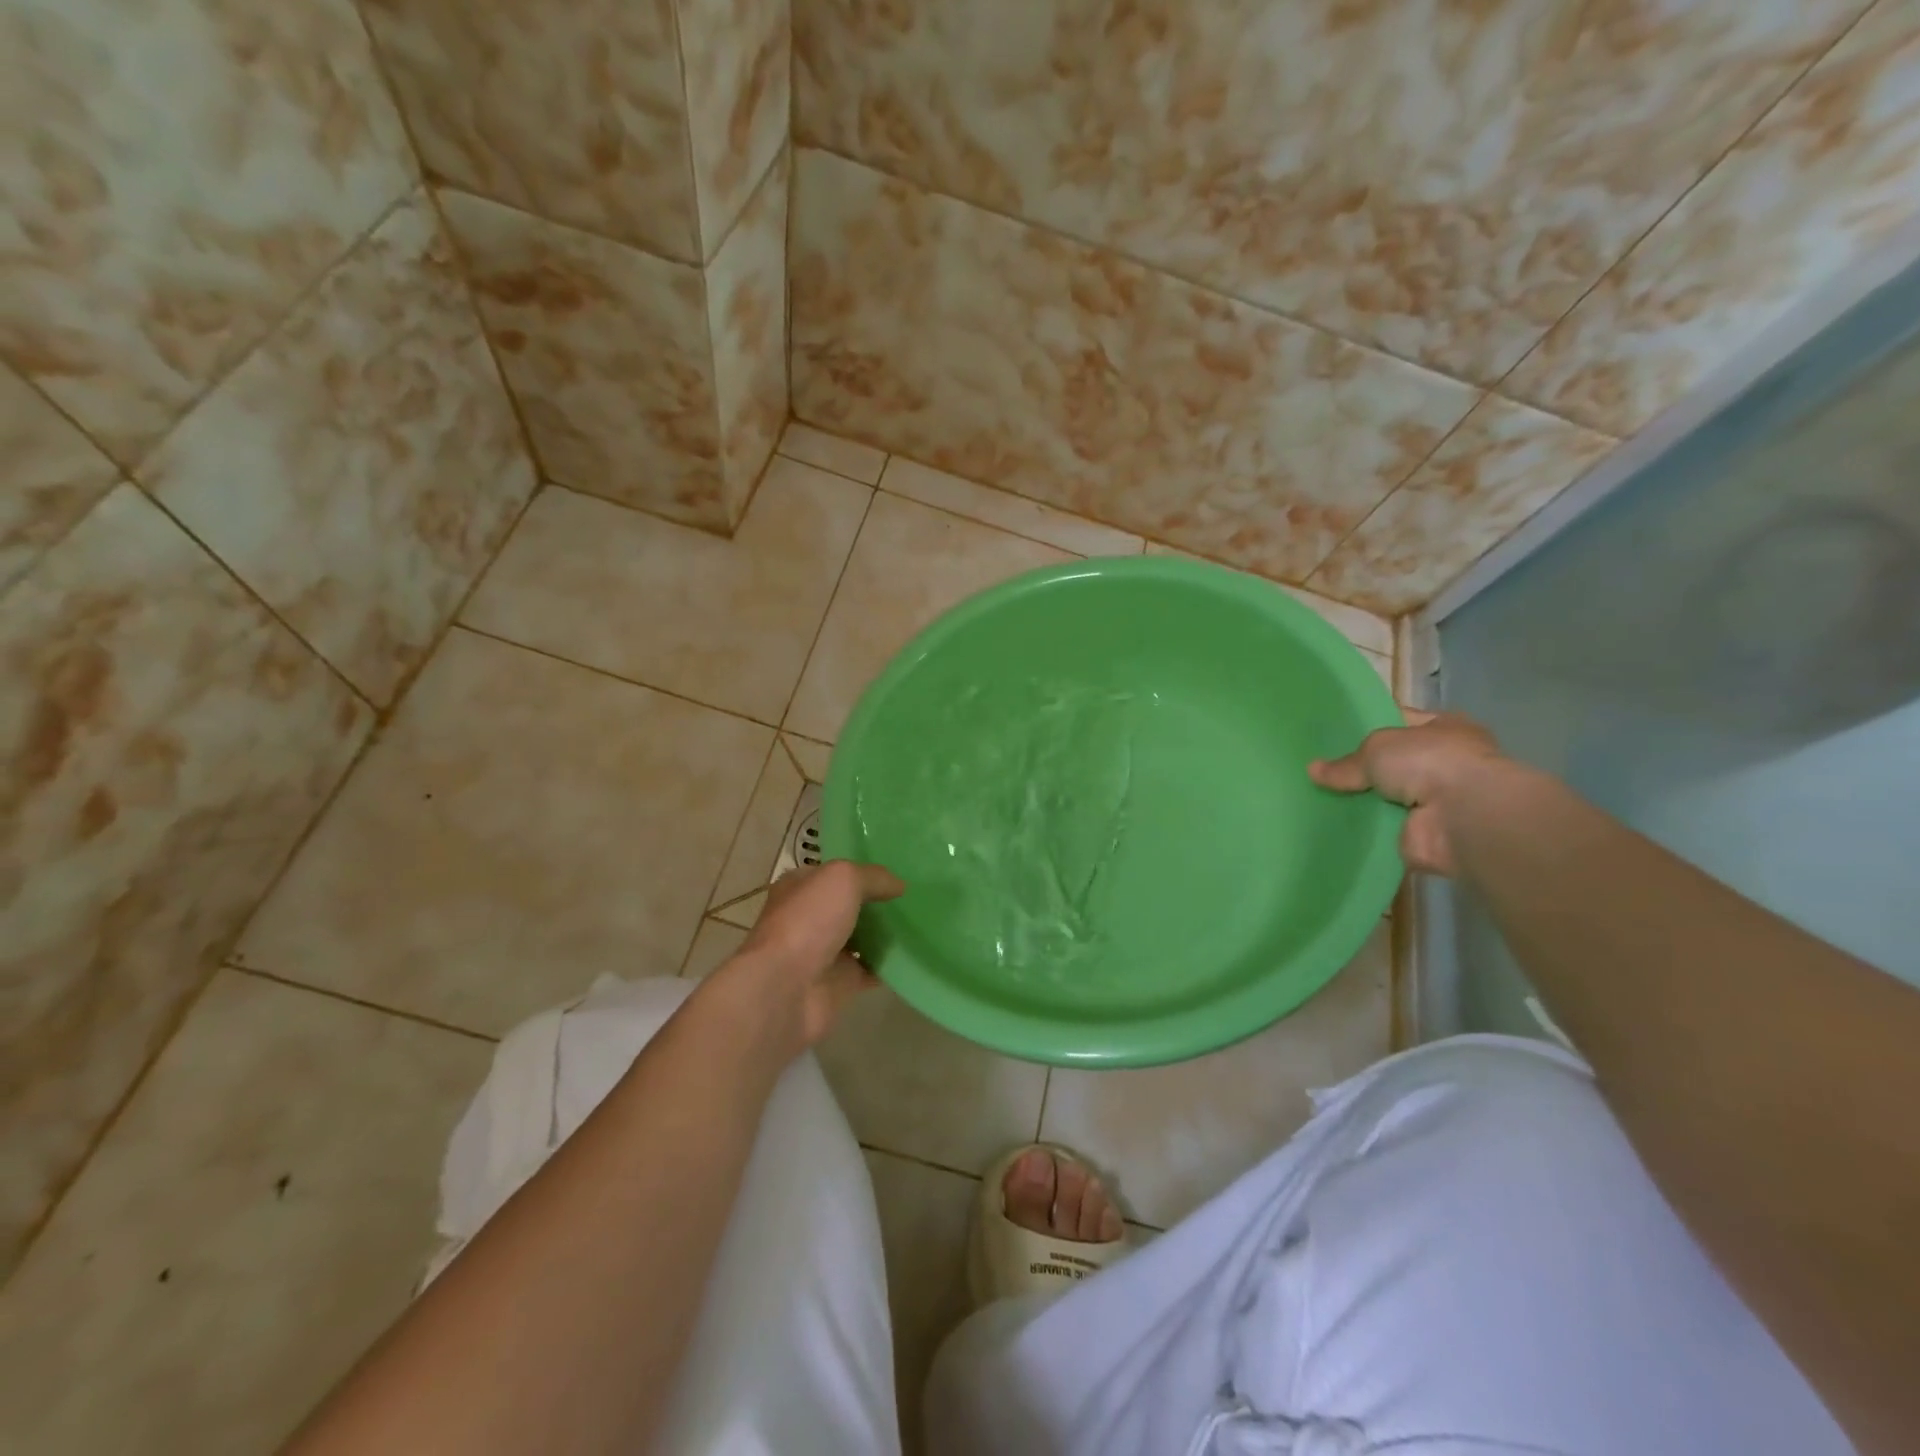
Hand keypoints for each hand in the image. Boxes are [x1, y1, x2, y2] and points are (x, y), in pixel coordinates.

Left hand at [723, 860, 904, 1049]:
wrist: (784, 990)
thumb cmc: (807, 922)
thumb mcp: (843, 879)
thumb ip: (873, 877)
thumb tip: (899, 885)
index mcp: (799, 888)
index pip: (833, 874)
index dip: (862, 871)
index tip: (895, 873)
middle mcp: (808, 918)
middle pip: (848, 906)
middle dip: (877, 903)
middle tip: (914, 898)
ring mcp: (822, 953)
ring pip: (860, 938)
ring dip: (885, 934)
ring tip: (921, 923)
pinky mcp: (837, 984)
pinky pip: (869, 970)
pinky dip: (888, 966)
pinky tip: (913, 955)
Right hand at [1309, 712, 1502, 875]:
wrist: (1461, 816)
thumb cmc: (1428, 762)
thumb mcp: (1376, 747)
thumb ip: (1346, 762)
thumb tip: (1313, 770)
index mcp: (1444, 728)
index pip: (1400, 720)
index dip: (1369, 723)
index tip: (1334, 732)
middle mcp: (1445, 762)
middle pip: (1392, 762)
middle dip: (1361, 768)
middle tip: (1321, 769)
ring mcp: (1436, 801)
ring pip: (1386, 797)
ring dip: (1361, 801)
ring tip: (1317, 798)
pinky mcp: (1423, 833)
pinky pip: (1383, 828)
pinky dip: (1363, 829)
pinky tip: (1331, 825)